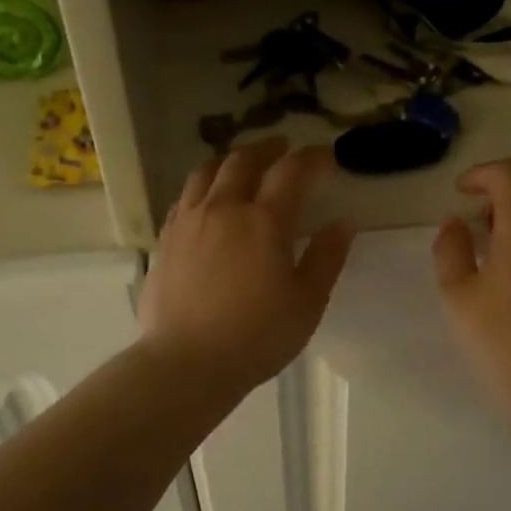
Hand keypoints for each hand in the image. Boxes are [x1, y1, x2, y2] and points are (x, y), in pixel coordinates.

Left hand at [139, 139, 356, 396]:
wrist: (187, 362)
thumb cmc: (257, 337)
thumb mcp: (307, 303)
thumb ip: (327, 258)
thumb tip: (344, 223)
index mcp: (264, 221)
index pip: (291, 172)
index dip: (311, 158)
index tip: (325, 157)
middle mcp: (223, 209)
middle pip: (244, 161)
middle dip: (268, 148)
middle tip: (283, 148)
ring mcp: (188, 221)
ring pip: (207, 172)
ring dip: (231, 160)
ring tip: (243, 164)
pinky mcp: (166, 240)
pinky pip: (185, 197)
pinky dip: (203, 186)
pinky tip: (208, 199)